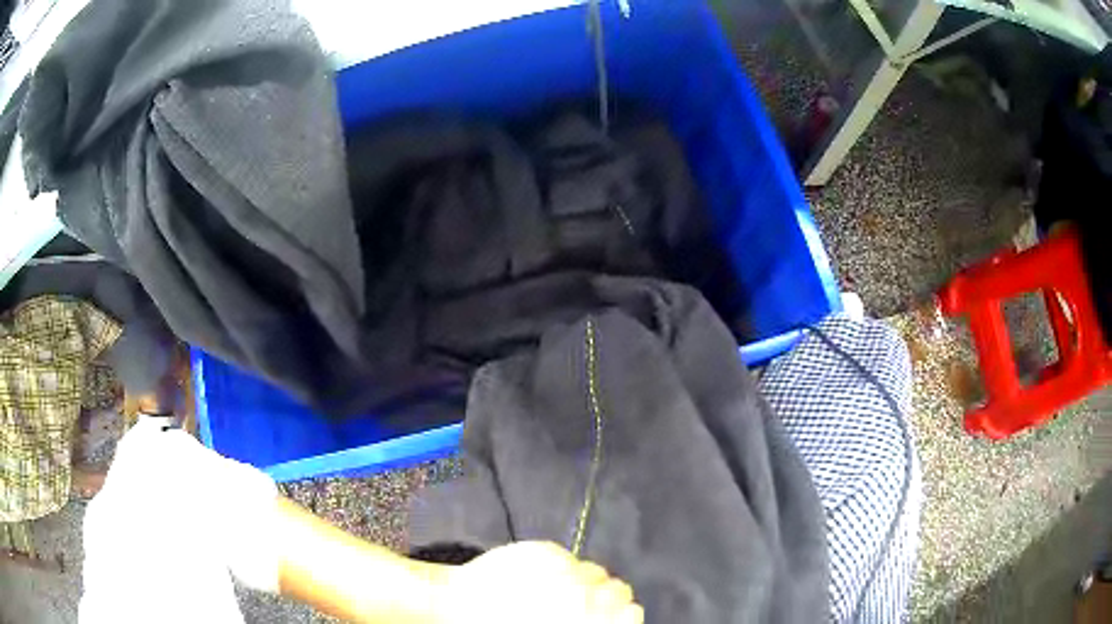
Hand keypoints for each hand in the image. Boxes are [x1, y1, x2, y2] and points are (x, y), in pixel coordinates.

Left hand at [437, 542, 643, 623]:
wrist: (453, 607)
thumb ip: (585, 622)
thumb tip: (617, 615)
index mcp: (584, 617)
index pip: (632, 613)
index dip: (625, 614)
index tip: (614, 616)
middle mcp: (581, 593)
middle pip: (619, 589)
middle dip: (606, 597)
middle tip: (583, 603)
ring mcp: (562, 570)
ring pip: (594, 571)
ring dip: (583, 580)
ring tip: (558, 588)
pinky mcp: (543, 551)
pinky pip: (567, 557)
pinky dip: (560, 566)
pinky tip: (540, 576)